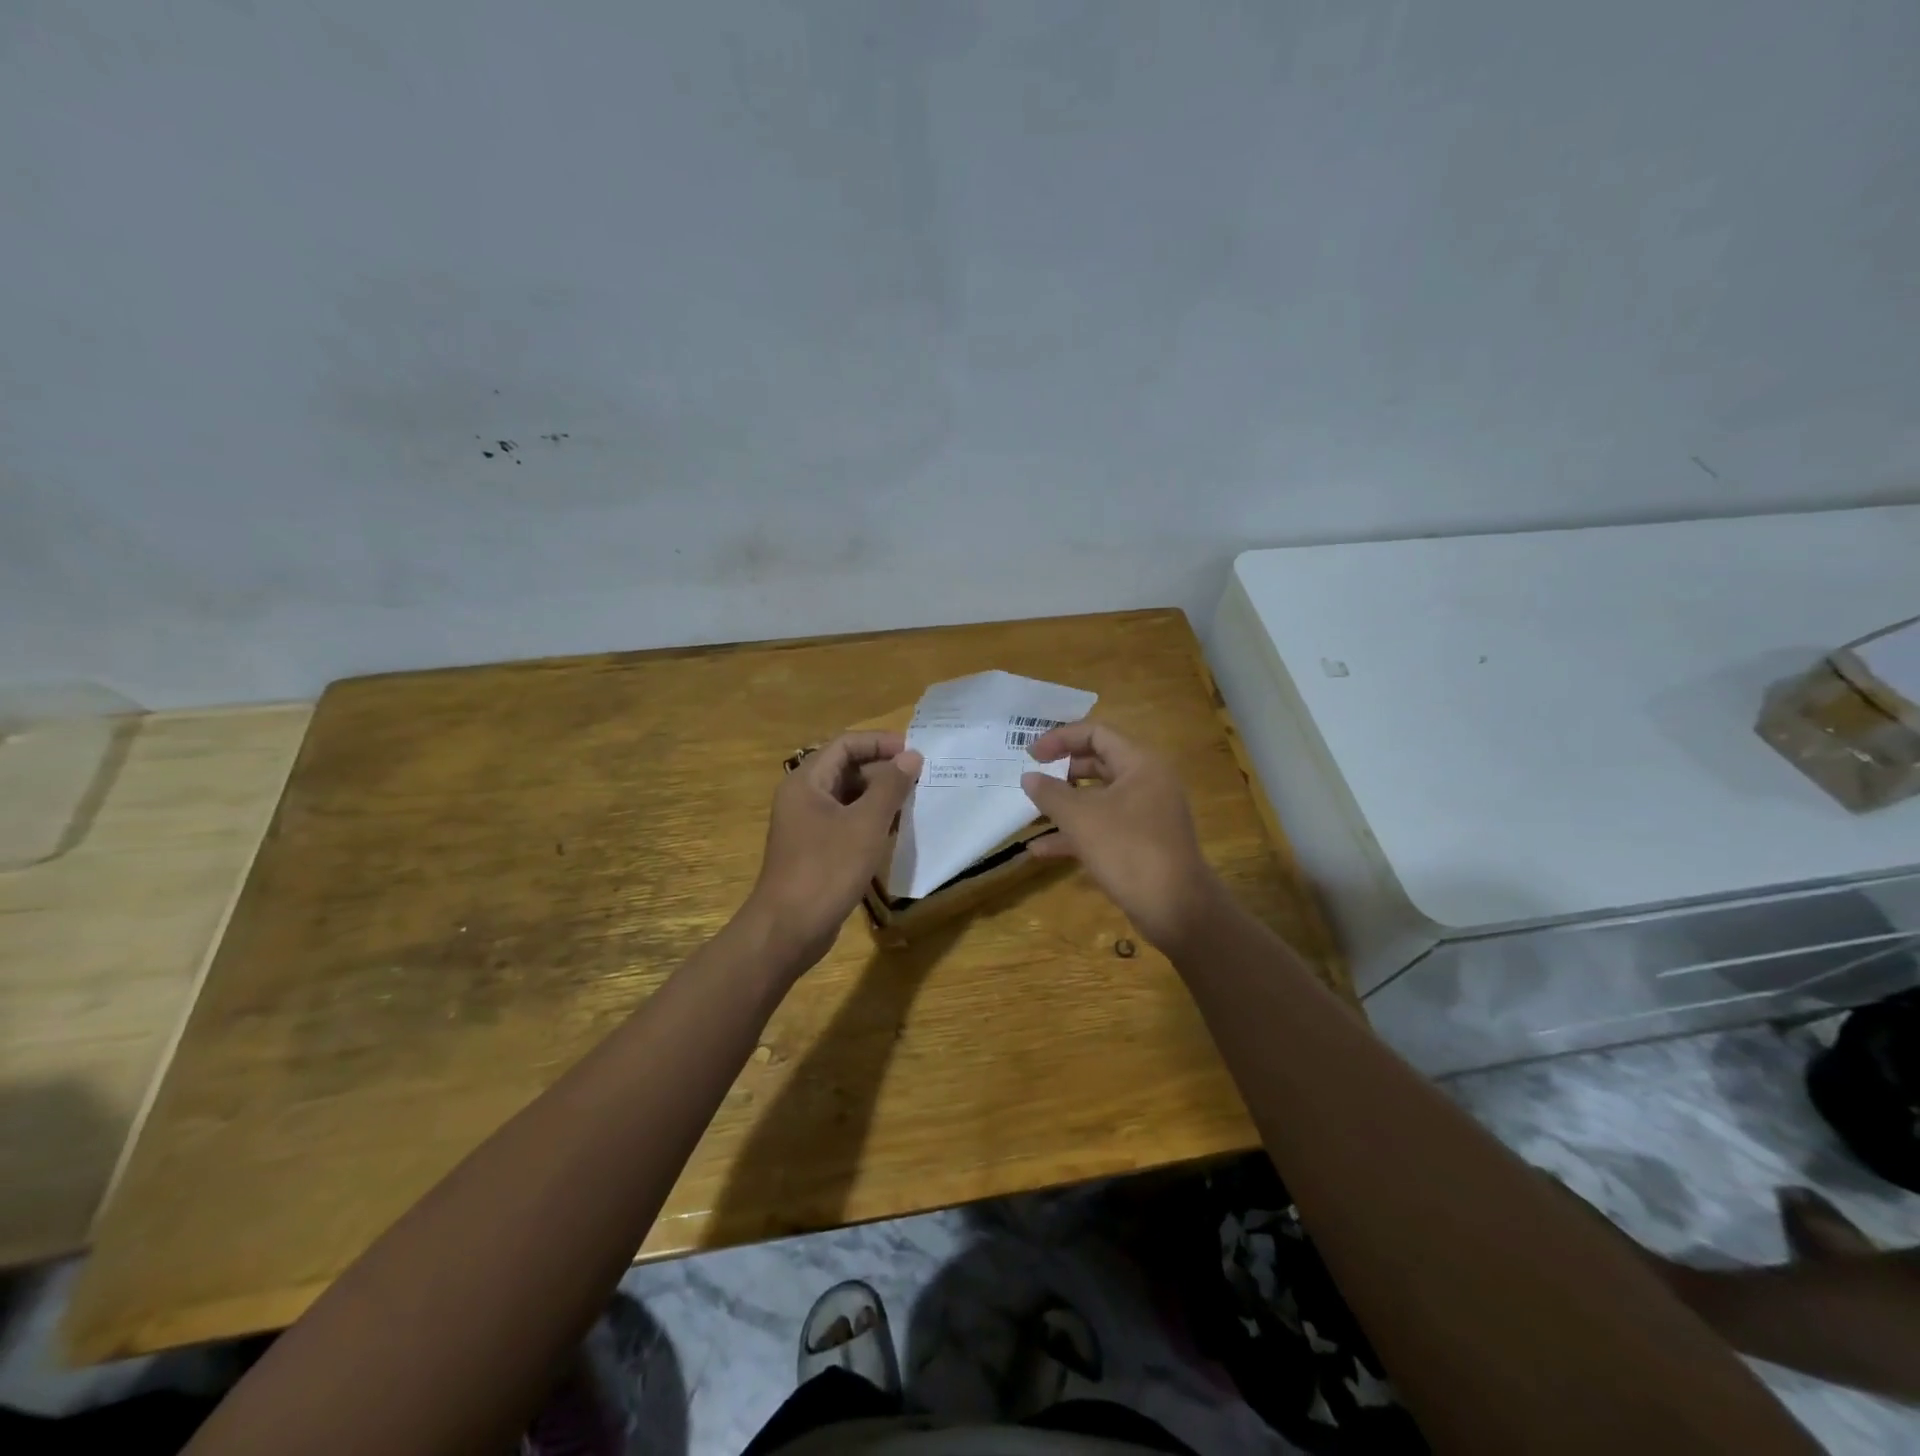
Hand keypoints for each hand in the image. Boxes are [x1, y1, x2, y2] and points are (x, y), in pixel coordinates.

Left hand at [745, 731, 923, 971]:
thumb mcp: (866, 824)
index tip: (914, 752)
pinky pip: (846, 822)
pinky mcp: (815, 850)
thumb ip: (890, 787)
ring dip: (879, 796)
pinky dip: (870, 820)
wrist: (788, 929)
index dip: (880, 742)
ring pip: (848, 797)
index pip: (845, 744)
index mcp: (806, 781)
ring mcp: (807, 825)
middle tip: (919, 779)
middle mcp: (803, 797)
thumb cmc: (826, 869)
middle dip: (883, 769)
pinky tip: (894, 831)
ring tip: (913, 802)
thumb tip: (912, 756)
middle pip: (846, 768)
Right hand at [1021, 721, 1221, 950]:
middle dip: (1062, 771)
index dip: (1061, 739)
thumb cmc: (1128, 850)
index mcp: (1140, 764)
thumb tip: (1028, 777)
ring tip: (1032, 813)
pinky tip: (1041, 850)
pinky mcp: (1142, 844)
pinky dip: (1076, 834)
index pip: (1097, 734)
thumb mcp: (1081, 818)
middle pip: (1099, 763)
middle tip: (1033, 779)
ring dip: (1065, 805)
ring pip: (1099, 799)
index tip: (1031, 755)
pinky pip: (1104, 828)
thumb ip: (1050, 793)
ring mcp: (1146, 815)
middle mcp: (1147, 783)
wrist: (1176, 909)